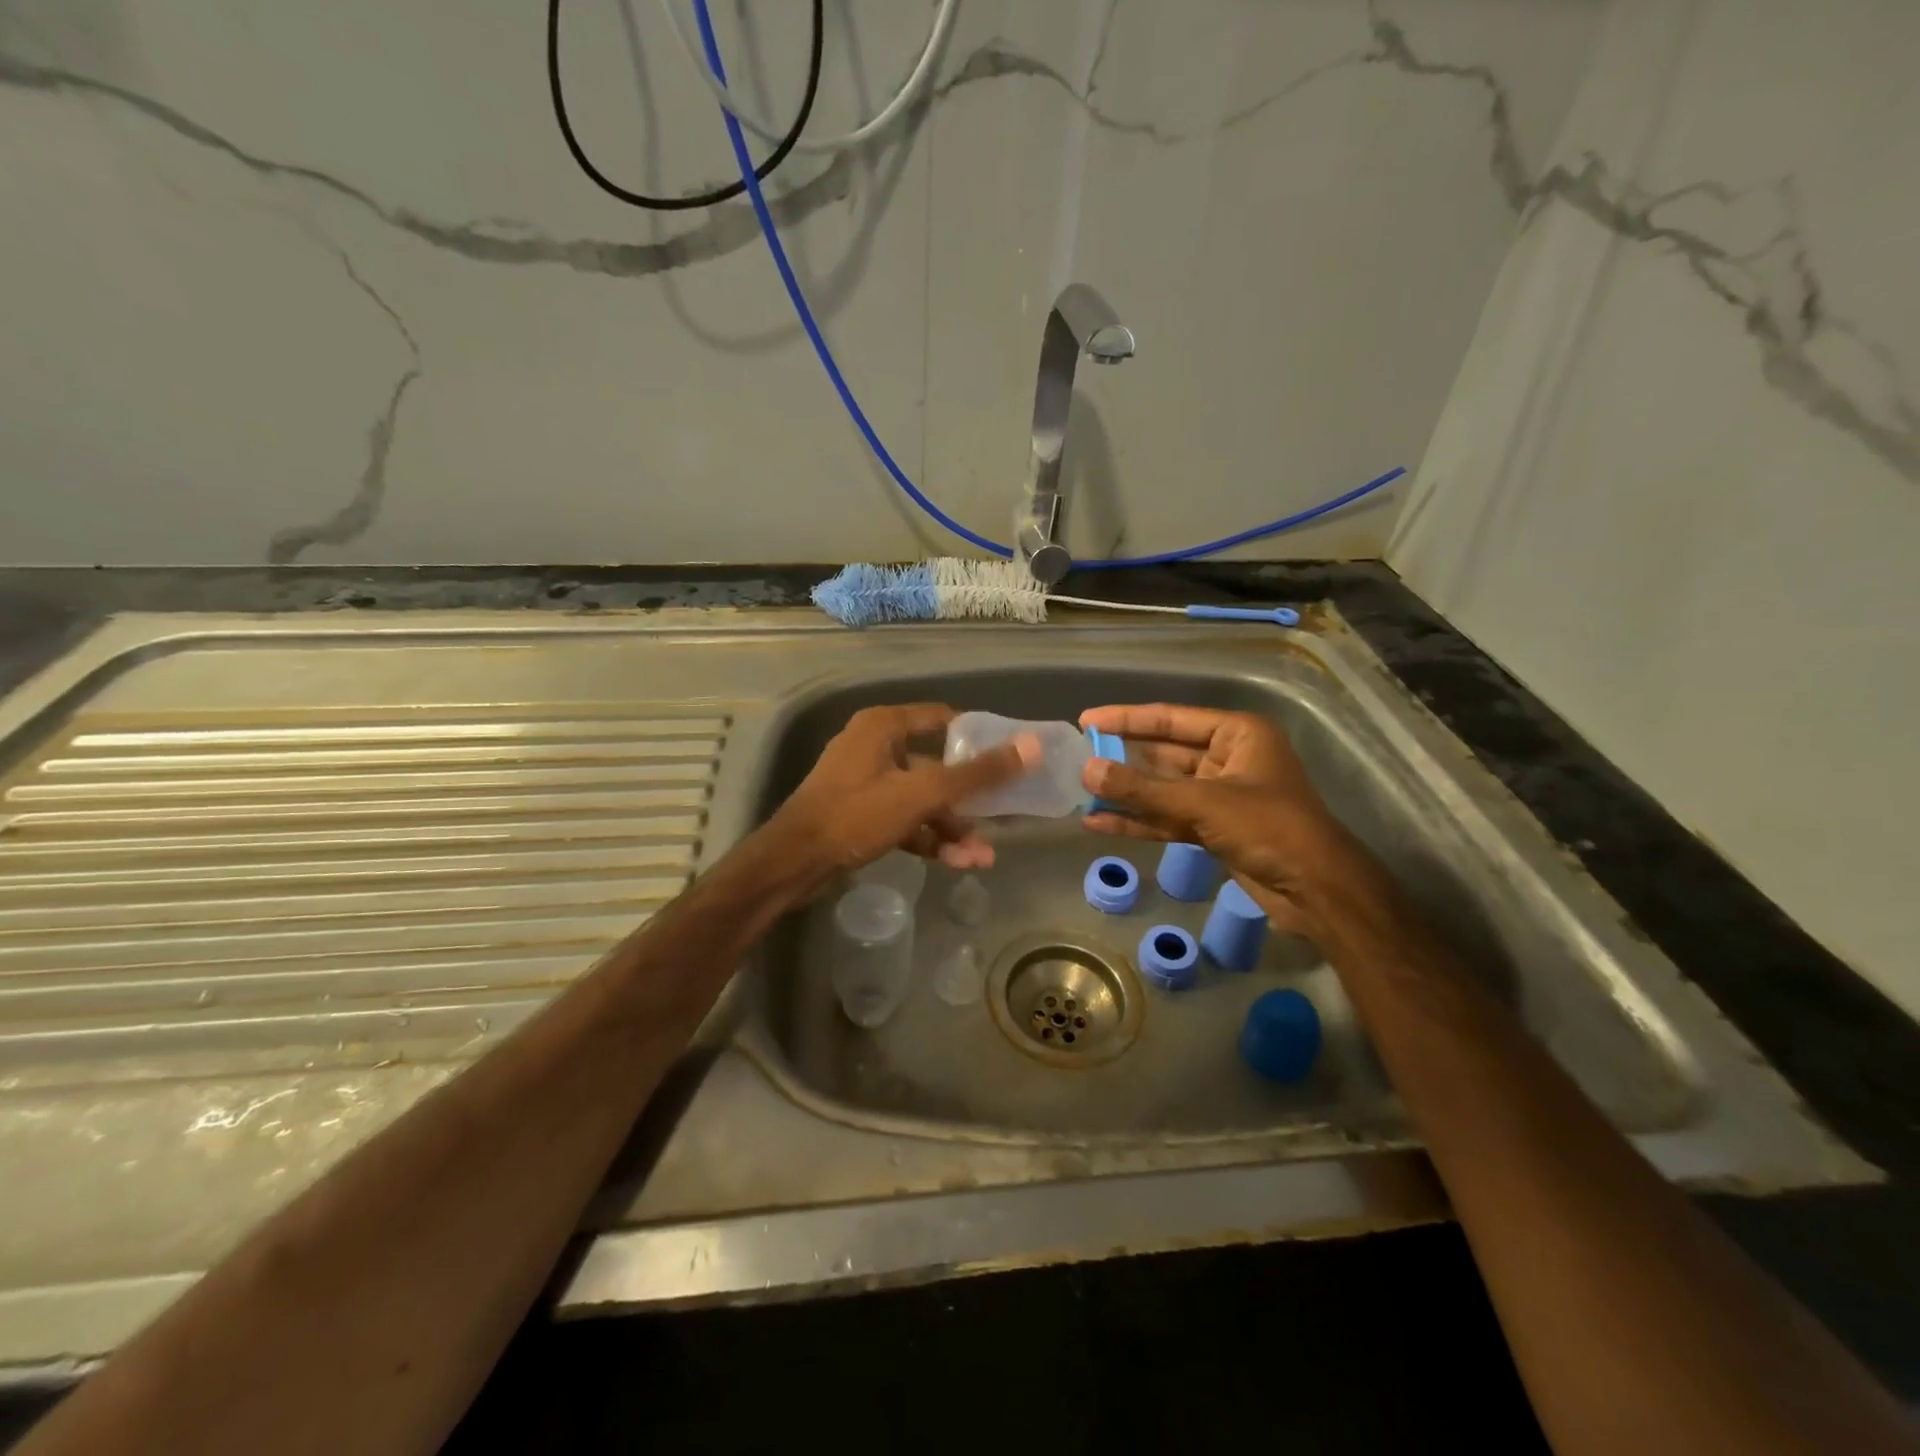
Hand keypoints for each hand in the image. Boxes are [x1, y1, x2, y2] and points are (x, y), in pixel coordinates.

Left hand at [770, 704, 1036, 880]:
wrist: (793, 864)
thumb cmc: (856, 814)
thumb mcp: (921, 793)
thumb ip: (977, 773)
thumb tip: (1032, 746)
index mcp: (883, 727)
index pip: (942, 720)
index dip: (977, 738)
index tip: (1009, 758)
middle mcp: (875, 748)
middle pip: (936, 766)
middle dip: (969, 799)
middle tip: (1002, 817)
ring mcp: (866, 784)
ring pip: (922, 800)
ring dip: (952, 827)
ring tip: (983, 857)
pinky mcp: (861, 816)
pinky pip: (905, 820)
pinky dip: (928, 838)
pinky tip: (958, 862)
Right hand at [1076, 703, 1370, 936]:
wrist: (1317, 890)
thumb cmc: (1269, 827)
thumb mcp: (1202, 803)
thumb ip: (1142, 789)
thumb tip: (1086, 771)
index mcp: (1237, 734)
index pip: (1170, 719)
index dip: (1126, 719)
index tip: (1086, 720)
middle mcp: (1227, 758)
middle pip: (1163, 754)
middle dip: (1122, 759)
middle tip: (1076, 758)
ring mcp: (1220, 796)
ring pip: (1162, 790)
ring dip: (1126, 793)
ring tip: (1080, 791)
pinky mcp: (1213, 829)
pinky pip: (1168, 819)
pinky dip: (1138, 822)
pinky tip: (1098, 824)